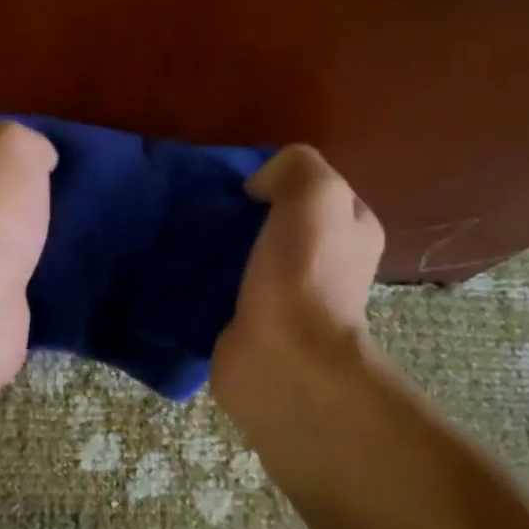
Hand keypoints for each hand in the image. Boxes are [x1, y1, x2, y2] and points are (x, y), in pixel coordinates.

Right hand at [211, 145, 386, 489]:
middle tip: (204, 210)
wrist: (281, 361)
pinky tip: (177, 272)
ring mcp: (285, 299)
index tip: (240, 185)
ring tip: (183, 236)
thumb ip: (293, 167)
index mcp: (351, 231)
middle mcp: (324, 265)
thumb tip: (256, 187)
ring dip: (216, 248)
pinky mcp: (248, 327)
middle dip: (241, 214)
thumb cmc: (304, 275)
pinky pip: (221, 291)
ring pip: (245, 257)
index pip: (313, 190)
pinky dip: (201, 282)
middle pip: (275, 223)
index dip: (278, 179)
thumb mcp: (315, 194)